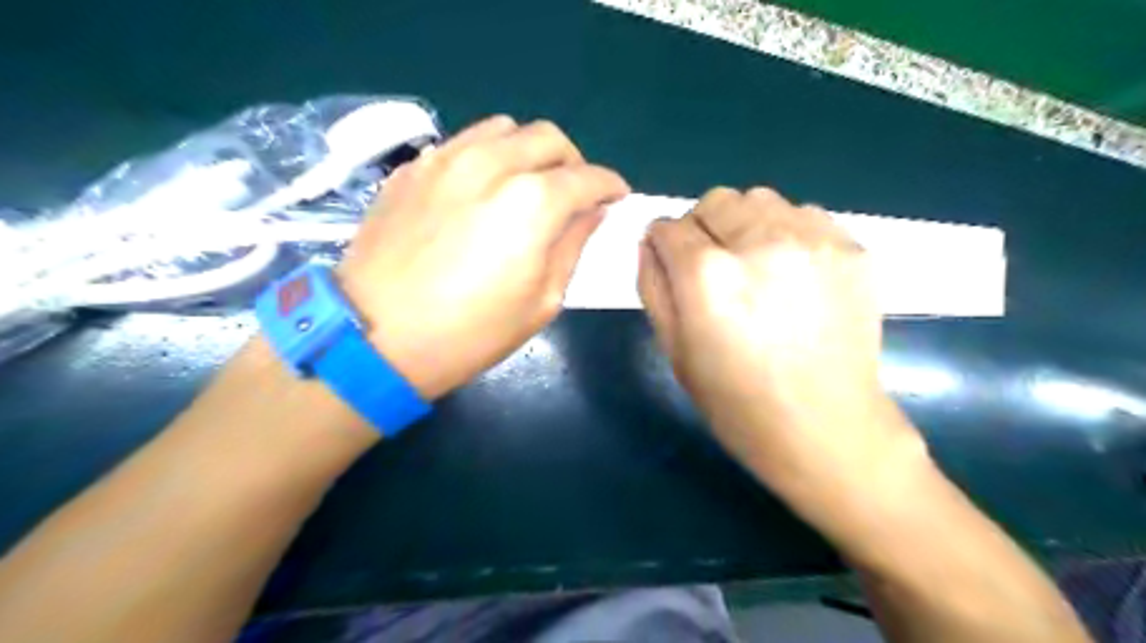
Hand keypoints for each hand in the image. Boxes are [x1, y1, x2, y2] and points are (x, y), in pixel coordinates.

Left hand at [337, 114, 629, 397]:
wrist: (375, 337)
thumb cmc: (469, 332)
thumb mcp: (541, 301)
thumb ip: (573, 246)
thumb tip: (591, 213)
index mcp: (533, 202)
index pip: (588, 177)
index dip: (610, 186)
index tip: (615, 198)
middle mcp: (492, 164)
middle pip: (549, 138)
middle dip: (573, 162)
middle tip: (573, 194)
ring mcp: (446, 159)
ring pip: (504, 129)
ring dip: (528, 152)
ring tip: (527, 185)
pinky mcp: (413, 168)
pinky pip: (462, 143)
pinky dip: (487, 157)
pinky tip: (481, 191)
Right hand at [641, 188, 925, 498]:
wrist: (824, 427)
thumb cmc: (736, 401)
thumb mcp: (674, 350)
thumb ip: (653, 286)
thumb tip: (651, 242)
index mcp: (707, 275)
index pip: (668, 227)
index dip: (664, 246)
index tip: (673, 266)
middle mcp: (759, 242)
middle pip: (715, 201)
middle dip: (703, 229)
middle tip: (715, 271)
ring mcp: (813, 240)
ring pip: (760, 199)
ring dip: (745, 225)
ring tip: (756, 267)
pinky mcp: (852, 248)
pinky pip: (805, 215)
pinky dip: (788, 233)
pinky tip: (794, 274)